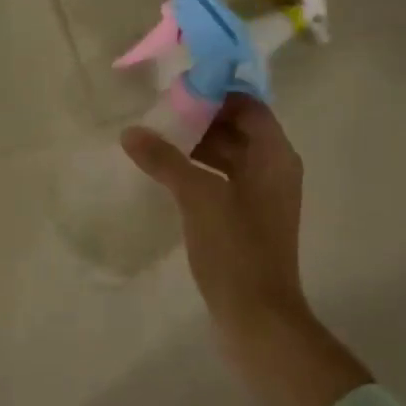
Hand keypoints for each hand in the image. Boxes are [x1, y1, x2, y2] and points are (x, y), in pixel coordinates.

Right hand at [121, 95, 309, 338]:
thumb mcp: (198, 197)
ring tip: (155, 141)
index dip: (216, 93)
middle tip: (158, 113)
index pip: (248, 106)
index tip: (178, 88)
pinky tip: (166, 177)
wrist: (257, 318)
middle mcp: (274, 170)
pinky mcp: (247, 221)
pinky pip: (222, 181)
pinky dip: (198, 173)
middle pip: (238, 128)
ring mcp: (261, 198)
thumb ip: (165, 160)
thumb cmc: (235, 249)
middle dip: (200, 118)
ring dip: (196, 146)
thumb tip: (131, 132)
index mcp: (274, 156)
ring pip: (228, 156)